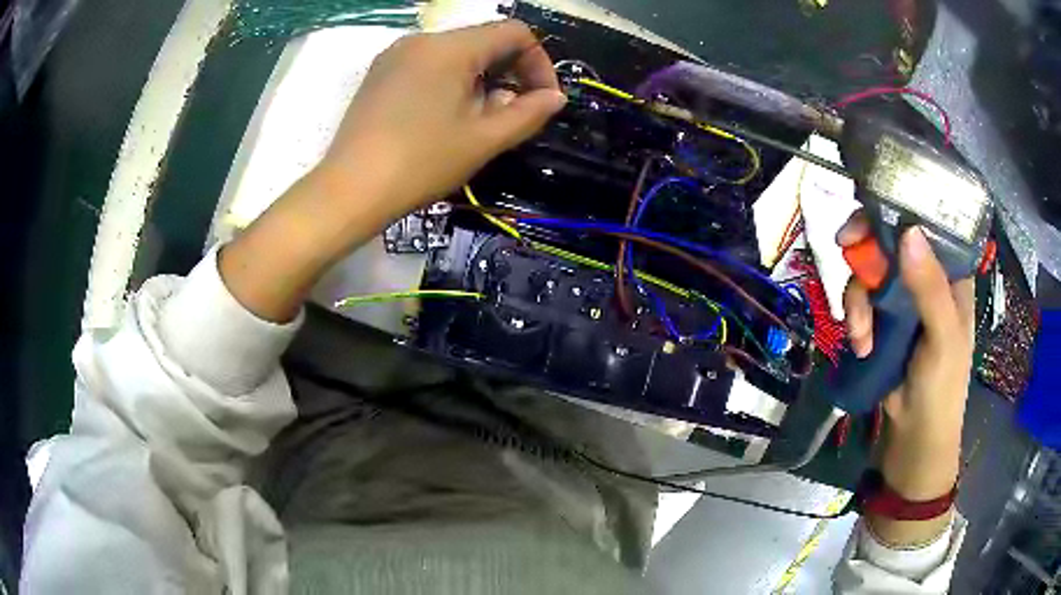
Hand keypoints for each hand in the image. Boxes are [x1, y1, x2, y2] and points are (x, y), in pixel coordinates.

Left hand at [220, 21, 563, 322]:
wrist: (348, 191)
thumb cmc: (420, 163)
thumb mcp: (483, 140)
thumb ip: (528, 114)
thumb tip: (554, 97)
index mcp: (451, 47)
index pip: (514, 33)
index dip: (539, 63)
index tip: (542, 100)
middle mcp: (422, 39)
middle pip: (484, 40)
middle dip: (509, 73)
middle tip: (511, 116)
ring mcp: (395, 55)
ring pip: (456, 54)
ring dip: (481, 80)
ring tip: (476, 122)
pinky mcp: (380, 74)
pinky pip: (428, 65)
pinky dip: (451, 83)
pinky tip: (444, 118)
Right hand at [838, 212, 973, 544]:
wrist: (914, 438)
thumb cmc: (941, 388)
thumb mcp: (944, 340)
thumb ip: (931, 289)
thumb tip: (908, 232)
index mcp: (951, 274)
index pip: (928, 223)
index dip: (901, 208)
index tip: (872, 208)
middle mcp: (926, 277)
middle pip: (891, 240)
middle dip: (869, 254)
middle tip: (848, 252)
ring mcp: (903, 299)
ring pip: (871, 271)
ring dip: (858, 299)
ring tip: (860, 336)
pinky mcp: (883, 319)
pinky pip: (861, 300)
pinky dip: (855, 319)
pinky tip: (859, 344)